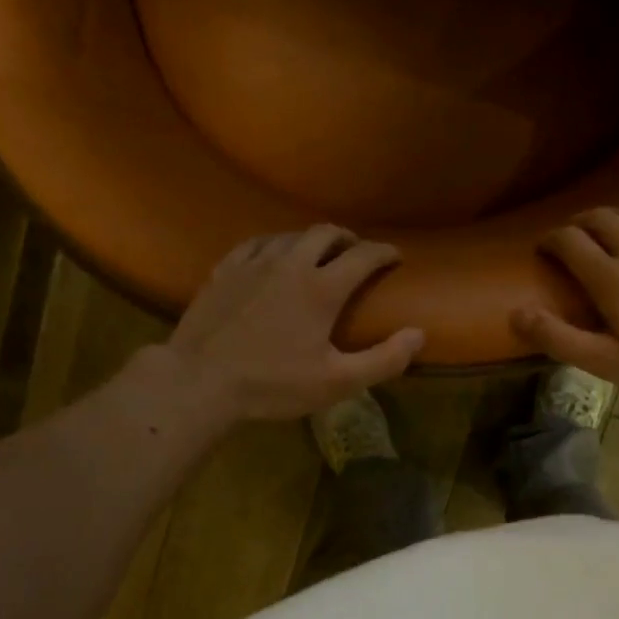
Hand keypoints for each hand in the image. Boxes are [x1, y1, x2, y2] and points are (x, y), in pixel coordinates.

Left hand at [166, 226, 424, 420]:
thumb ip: (384, 360)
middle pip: (325, 233)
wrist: (200, 381)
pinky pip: (255, 244)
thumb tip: (419, 334)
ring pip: (289, 235)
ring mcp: (252, 264)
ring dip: (311, 240)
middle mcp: (290, 264)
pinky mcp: (224, 271)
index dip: (384, 252)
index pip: (363, 256)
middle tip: (357, 252)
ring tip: (318, 254)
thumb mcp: (337, 382)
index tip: (395, 257)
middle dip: (348, 238)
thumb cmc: (274, 384)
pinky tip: (272, 257)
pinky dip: (274, 245)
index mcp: (322, 288)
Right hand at [512, 206, 618, 405]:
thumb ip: (560, 338)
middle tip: (570, 237)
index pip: (570, 242)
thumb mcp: (607, 363)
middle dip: (578, 223)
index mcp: (611, 278)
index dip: (550, 240)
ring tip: (606, 227)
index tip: (543, 249)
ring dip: (613, 215)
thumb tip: (516, 313)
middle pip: (600, 219)